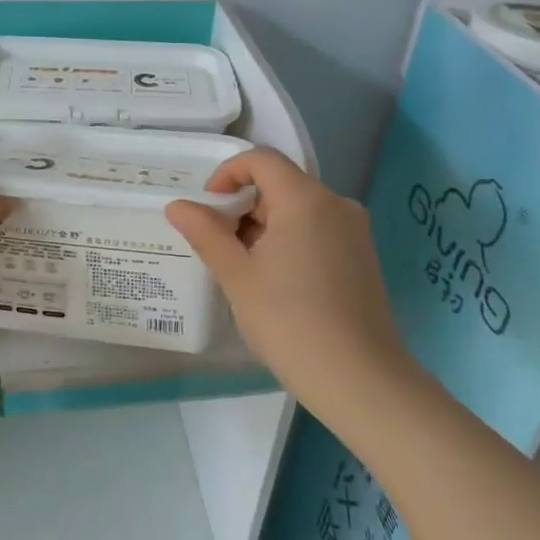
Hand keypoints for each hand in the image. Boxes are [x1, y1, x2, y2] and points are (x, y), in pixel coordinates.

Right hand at [165, 148, 407, 409]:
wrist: (360, 379)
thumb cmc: (290, 322)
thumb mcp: (237, 277)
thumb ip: (206, 234)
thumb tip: (177, 206)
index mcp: (305, 199)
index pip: (262, 160)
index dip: (228, 174)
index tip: (208, 209)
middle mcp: (335, 204)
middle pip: (281, 183)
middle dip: (243, 206)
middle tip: (218, 245)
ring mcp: (354, 231)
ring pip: (299, 209)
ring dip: (264, 226)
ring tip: (243, 268)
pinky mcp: (362, 256)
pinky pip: (318, 230)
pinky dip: (289, 240)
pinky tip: (276, 282)